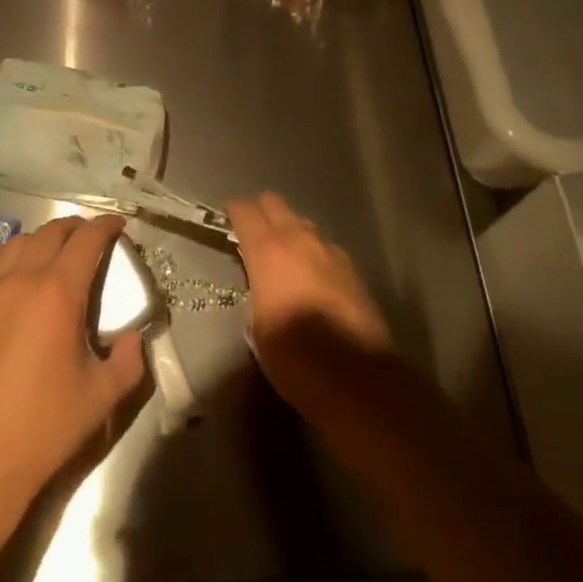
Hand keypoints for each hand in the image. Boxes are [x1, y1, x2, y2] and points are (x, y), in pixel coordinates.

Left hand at [0, 213, 147, 522]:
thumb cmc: (43, 426)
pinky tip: (14, 268)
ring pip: (18, 242)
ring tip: (55, 251)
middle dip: (77, 228)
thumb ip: (128, 361)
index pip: (87, 240)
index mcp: (58, 293)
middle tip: (92, 239)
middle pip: (52, 233)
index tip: (119, 226)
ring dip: (43, 239)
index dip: (106, 226)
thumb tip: (132, 338)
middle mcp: (21, 279)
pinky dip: (8, 254)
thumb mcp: (102, 397)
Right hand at [226, 193, 392, 425]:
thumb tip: (260, 287)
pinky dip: (312, 252)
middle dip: (261, 212)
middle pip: (275, 203)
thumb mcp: (257, 328)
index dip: (233, 211)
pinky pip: (324, 246)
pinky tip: (312, 276)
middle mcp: (299, 239)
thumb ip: (255, 293)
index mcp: (269, 251)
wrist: (357, 378)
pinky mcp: (352, 268)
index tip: (225, 219)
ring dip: (289, 231)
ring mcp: (330, 250)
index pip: (245, 211)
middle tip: (251, 234)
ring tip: (282, 257)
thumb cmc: (295, 357)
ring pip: (302, 223)